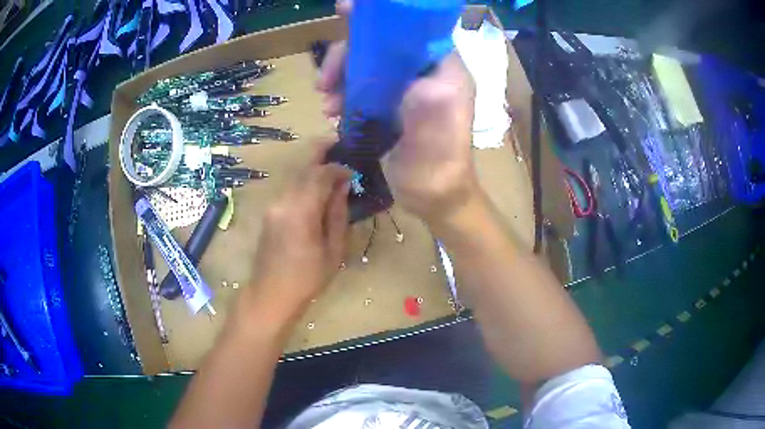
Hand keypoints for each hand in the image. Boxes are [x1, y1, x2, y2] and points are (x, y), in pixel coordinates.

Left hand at [242, 145, 350, 322]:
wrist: (270, 293)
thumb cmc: (307, 279)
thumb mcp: (333, 250)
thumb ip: (338, 214)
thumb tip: (343, 186)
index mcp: (301, 212)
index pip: (319, 174)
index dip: (337, 166)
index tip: (352, 169)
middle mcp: (283, 202)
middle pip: (303, 168)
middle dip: (322, 154)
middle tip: (341, 146)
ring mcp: (273, 205)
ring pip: (295, 176)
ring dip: (313, 168)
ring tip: (333, 169)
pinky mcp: (270, 211)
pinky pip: (290, 188)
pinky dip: (305, 182)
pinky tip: (317, 188)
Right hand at [316, 3, 480, 227]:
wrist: (432, 198)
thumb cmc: (439, 164)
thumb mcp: (436, 125)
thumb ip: (425, 93)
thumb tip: (404, 68)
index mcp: (443, 68)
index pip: (412, 29)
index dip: (380, 17)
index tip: (346, 9)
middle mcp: (424, 72)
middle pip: (381, 46)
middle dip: (349, 56)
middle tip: (325, 79)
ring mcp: (405, 88)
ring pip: (367, 66)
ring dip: (340, 78)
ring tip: (326, 102)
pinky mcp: (389, 105)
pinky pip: (361, 88)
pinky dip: (343, 95)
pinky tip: (331, 112)